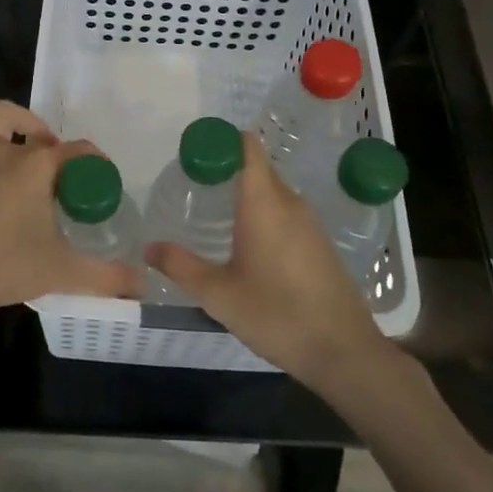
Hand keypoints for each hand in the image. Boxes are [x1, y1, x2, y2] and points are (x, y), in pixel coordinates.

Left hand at [0, 100, 136, 340]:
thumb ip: (106, 277)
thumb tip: (141, 285)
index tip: (100, 178)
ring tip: (18, 154)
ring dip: (12, 130)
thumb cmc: (4, 266)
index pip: (76, 151)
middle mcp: (4, 150)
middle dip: (48, 139)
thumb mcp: (62, 272)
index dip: (94, 161)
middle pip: (34, 128)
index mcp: (36, 166)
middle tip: (54, 167)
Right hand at [146, 132, 389, 393]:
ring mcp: (310, 223)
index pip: (248, 148)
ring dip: (248, 195)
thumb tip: (149, 248)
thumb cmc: (276, 314)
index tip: (197, 151)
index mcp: (264, 203)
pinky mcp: (320, 244)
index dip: (224, 140)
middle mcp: (290, 203)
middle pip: (259, 169)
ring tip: (216, 213)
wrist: (343, 351)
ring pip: (274, 193)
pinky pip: (287, 214)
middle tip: (196, 185)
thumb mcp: (218, 294)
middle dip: (229, 170)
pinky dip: (265, 215)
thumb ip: (181, 266)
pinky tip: (249, 244)